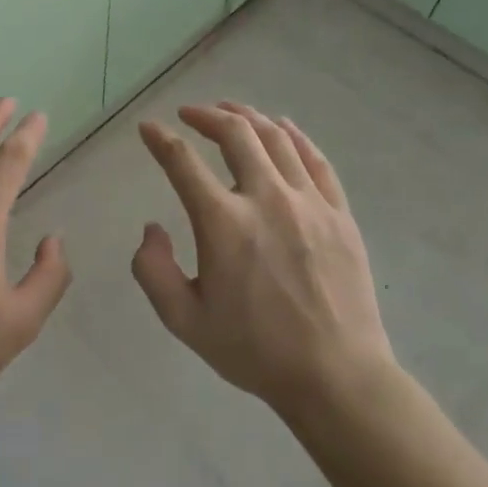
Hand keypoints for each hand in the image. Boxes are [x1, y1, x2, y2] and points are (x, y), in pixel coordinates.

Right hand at [132, 103, 394, 417]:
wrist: (335, 376)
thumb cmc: (254, 350)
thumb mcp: (184, 320)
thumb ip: (153, 270)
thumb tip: (152, 228)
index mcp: (223, 223)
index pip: (182, 162)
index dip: (160, 139)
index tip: (148, 129)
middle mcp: (265, 198)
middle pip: (235, 133)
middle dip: (207, 115)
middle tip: (190, 113)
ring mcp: (308, 202)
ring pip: (276, 138)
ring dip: (248, 117)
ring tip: (230, 111)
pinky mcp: (339, 213)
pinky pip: (315, 159)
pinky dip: (294, 135)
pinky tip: (282, 128)